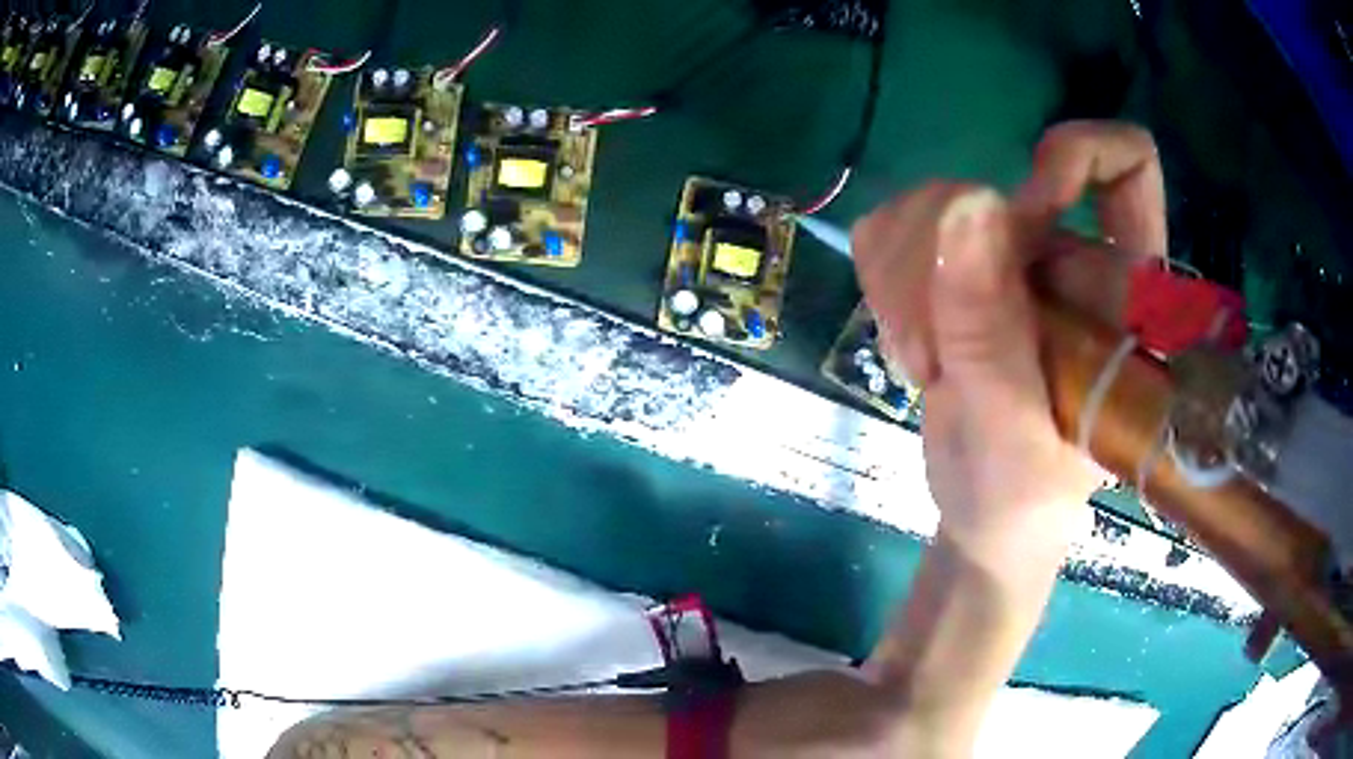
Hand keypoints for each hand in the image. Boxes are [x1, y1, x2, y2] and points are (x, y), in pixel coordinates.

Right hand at [851, 120, 1165, 561]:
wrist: (984, 517)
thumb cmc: (1021, 497)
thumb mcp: (1013, 435)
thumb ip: (993, 334)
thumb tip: (968, 203)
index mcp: (1116, 289)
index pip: (1127, 165)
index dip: (1079, 156)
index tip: (1028, 213)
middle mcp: (1066, 251)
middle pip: (988, 183)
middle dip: (939, 270)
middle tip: (939, 357)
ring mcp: (1005, 252)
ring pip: (925, 200)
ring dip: (905, 289)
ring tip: (930, 365)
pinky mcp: (951, 260)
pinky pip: (888, 227)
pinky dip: (883, 288)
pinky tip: (911, 344)